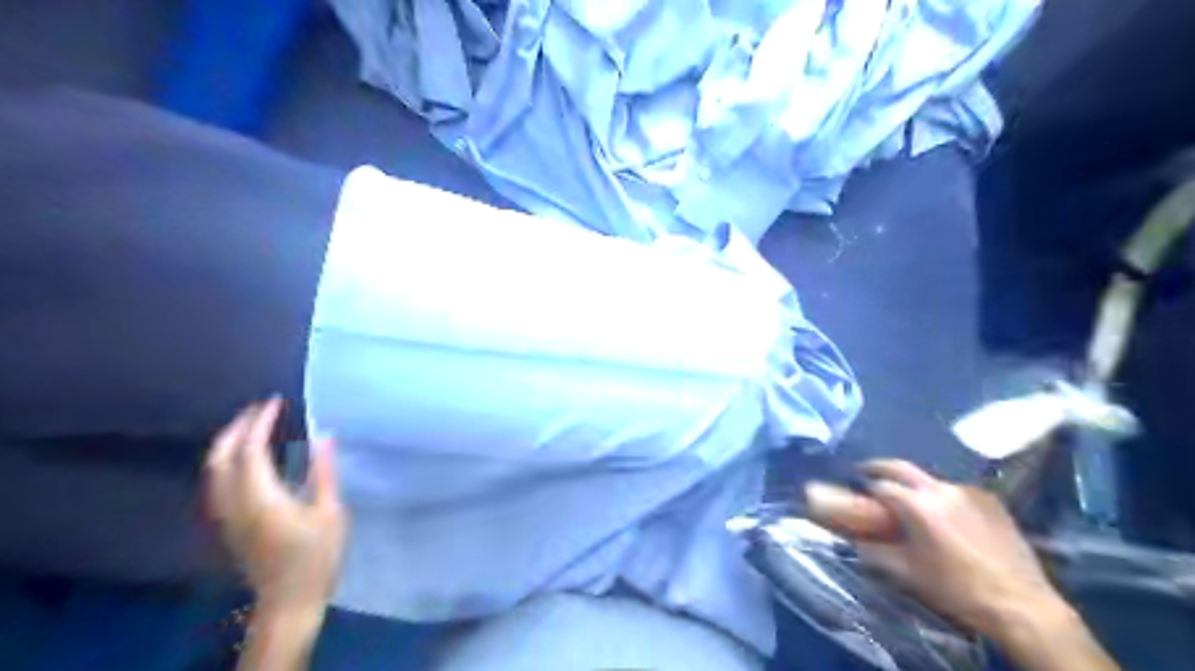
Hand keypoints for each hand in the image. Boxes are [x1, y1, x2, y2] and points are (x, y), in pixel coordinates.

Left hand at [202, 398, 344, 613]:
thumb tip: (324, 436)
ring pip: (213, 471)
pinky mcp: (229, 524)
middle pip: (219, 458)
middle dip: (235, 429)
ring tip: (252, 426)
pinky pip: (219, 482)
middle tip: (258, 409)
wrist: (288, 601)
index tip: (275, 402)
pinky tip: (247, 458)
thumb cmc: (316, 556)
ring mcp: (227, 516)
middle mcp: (234, 504)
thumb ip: (324, 472)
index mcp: (260, 498)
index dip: (259, 423)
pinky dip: (229, 461)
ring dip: (228, 444)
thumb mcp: (330, 512)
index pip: (249, 450)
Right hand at [801, 458, 1063, 636]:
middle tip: (866, 471)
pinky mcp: (991, 500)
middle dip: (880, 467)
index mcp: (916, 505)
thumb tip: (855, 541)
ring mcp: (968, 492)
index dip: (864, 487)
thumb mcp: (907, 574)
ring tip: (911, 501)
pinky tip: (948, 516)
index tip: (855, 491)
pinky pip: (957, 491)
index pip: (880, 485)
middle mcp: (940, 489)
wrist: (1022, 606)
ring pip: (930, 480)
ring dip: (915, 485)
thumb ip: (875, 552)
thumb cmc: (957, 590)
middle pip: (901, 467)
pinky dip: (944, 497)